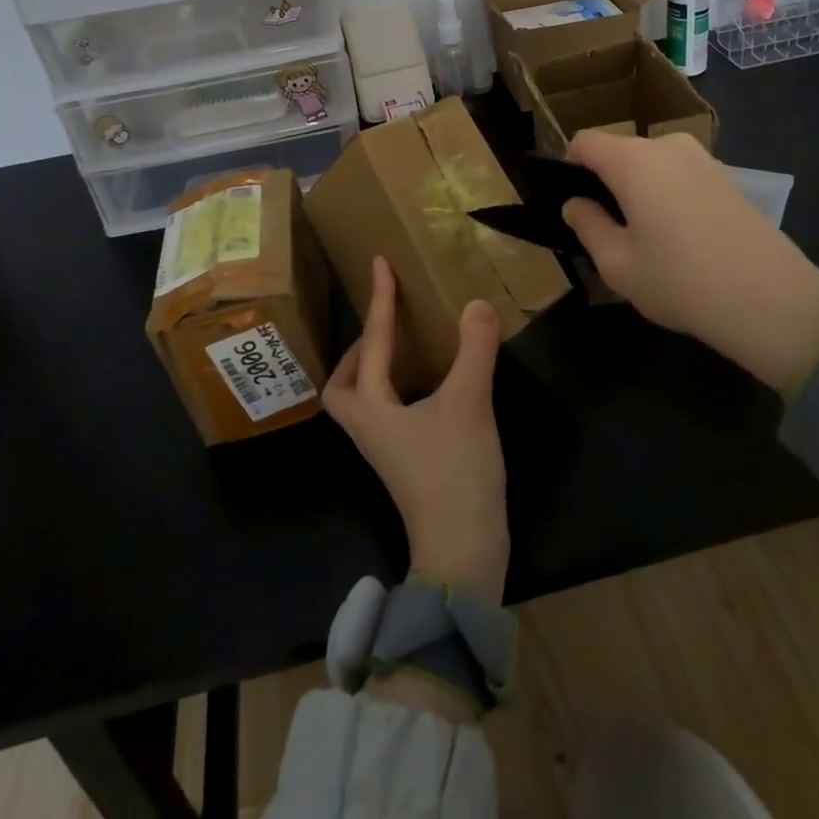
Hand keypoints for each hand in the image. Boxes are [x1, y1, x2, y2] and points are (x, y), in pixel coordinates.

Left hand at [324, 257, 508, 602]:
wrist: (463, 554)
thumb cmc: (455, 475)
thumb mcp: (469, 404)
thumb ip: (474, 350)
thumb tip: (476, 304)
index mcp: (372, 409)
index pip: (372, 342)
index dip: (379, 300)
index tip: (380, 264)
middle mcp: (369, 429)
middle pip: (342, 386)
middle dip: (356, 351)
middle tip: (383, 324)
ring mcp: (386, 451)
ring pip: (362, 402)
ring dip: (374, 370)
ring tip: (404, 347)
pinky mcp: (406, 465)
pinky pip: (387, 414)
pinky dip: (397, 390)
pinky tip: (429, 386)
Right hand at [560, 131, 818, 397]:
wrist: (772, 300)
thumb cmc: (681, 282)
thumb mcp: (618, 264)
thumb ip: (587, 226)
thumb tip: (575, 204)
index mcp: (633, 160)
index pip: (585, 142)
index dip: (569, 167)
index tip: (573, 204)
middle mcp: (668, 146)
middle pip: (620, 152)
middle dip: (606, 182)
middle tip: (607, 231)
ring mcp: (703, 159)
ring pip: (651, 164)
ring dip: (639, 190)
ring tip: (647, 239)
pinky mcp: (728, 177)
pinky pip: (680, 175)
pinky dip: (668, 195)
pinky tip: (682, 239)